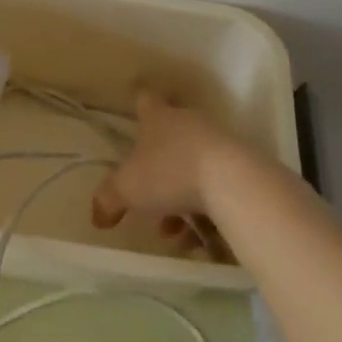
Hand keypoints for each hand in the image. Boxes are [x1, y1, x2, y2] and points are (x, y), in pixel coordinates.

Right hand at [91, 93, 280, 248]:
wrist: (234, 182)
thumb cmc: (170, 173)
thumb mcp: (127, 189)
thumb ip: (107, 200)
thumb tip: (97, 217)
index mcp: (159, 118)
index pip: (145, 101)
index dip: (139, 106)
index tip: (136, 113)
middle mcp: (190, 123)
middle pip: (170, 141)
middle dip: (159, 173)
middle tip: (150, 201)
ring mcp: (220, 143)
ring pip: (195, 170)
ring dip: (183, 199)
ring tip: (177, 234)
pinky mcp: (244, 167)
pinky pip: (219, 188)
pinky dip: (208, 211)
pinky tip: (202, 241)